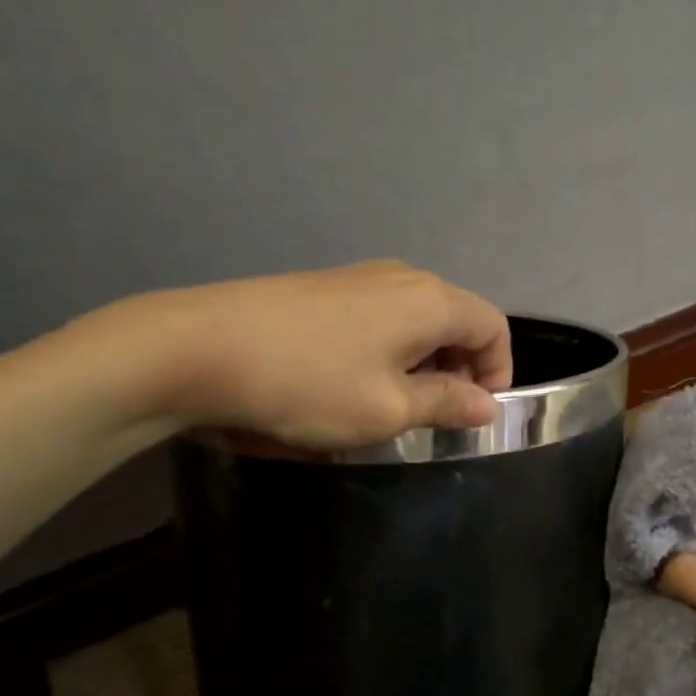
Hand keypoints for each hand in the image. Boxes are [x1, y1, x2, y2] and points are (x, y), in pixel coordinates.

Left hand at [85, 260, 513, 450]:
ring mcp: (357, 278)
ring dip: (421, 364)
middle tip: (435, 418)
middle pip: (456, 319)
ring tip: (392, 407)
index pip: (493, 327)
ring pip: (415, 321)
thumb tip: (485, 405)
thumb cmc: (308, 385)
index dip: (498, 373)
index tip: (474, 416)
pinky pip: (379, 319)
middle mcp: (400, 278)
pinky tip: (351, 384)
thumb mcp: (387, 409)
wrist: (197, 349)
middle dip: (460, 370)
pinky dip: (387, 352)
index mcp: (430, 300)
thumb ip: (445, 403)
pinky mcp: (322, 289)